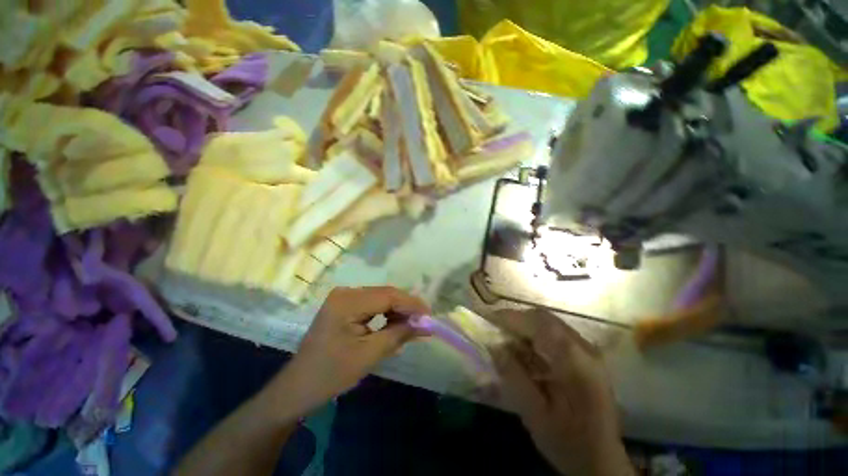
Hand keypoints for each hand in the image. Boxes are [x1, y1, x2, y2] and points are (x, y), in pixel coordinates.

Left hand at [269, 286, 429, 417]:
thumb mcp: (369, 354)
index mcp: (347, 302)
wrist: (298, 388)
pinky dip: (386, 313)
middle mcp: (345, 292)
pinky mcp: (344, 305)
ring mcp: (343, 298)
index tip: (430, 315)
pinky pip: (372, 304)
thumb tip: (426, 324)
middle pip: (385, 294)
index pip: (388, 296)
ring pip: (380, 298)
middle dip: (406, 307)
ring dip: (397, 310)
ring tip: (412, 325)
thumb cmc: (331, 374)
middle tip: (424, 321)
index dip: (411, 304)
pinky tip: (395, 324)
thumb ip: (399, 334)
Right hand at [488, 309, 632, 475]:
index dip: (510, 317)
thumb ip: (513, 375)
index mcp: (574, 362)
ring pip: (549, 323)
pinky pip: (555, 334)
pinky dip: (535, 336)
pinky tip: (524, 352)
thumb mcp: (534, 414)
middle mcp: (584, 349)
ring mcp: (588, 351)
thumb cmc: (568, 443)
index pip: (538, 323)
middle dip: (516, 320)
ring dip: (525, 327)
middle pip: (544, 318)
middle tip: (495, 330)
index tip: (487, 318)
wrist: (603, 463)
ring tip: (506, 340)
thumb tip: (493, 345)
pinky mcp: (586, 357)